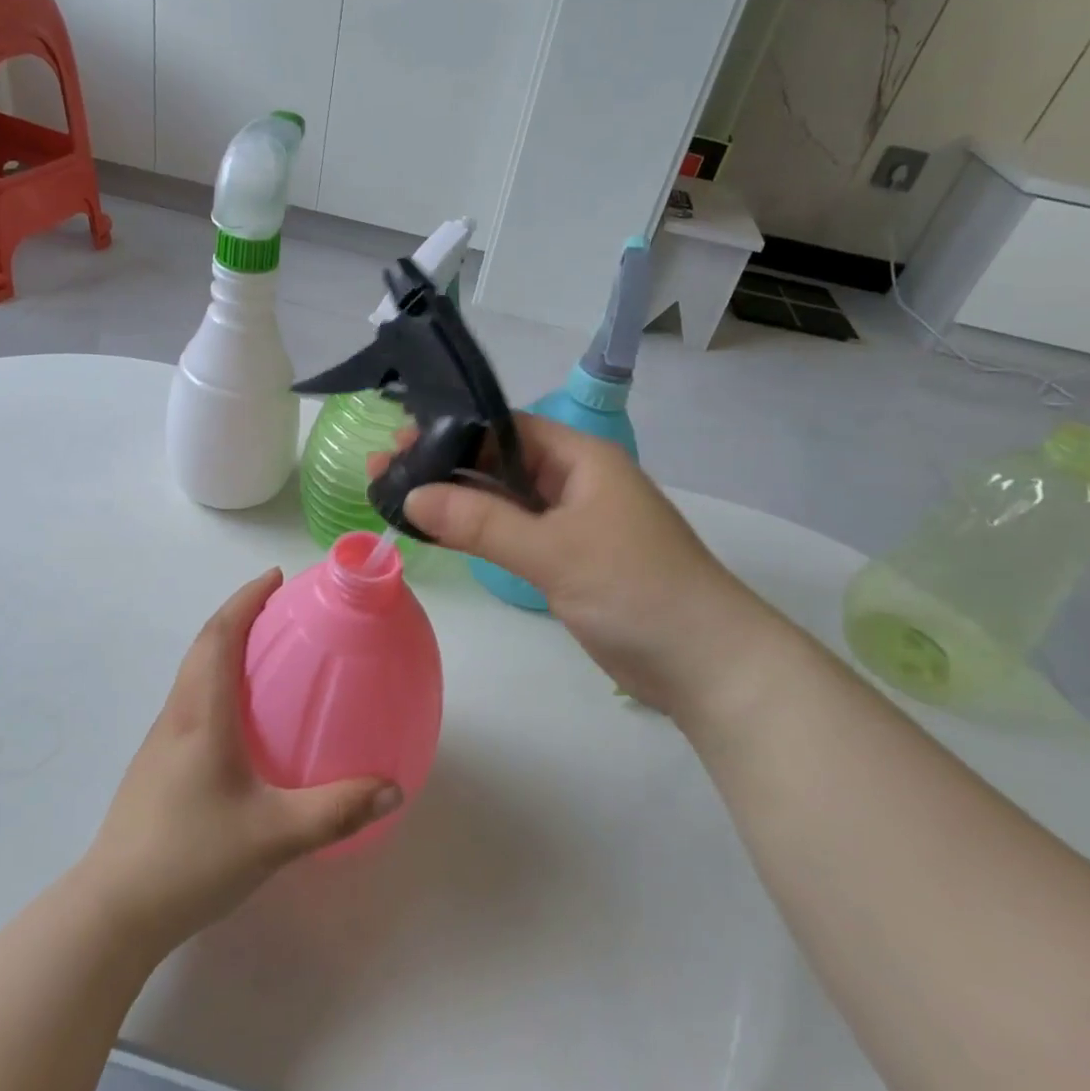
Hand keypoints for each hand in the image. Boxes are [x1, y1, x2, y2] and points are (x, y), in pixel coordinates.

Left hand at [75, 571, 402, 955]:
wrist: (113, 910)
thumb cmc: (190, 858)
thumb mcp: (273, 835)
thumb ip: (335, 810)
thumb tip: (393, 788)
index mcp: (201, 714)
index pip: (220, 636)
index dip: (246, 600)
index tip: (275, 577)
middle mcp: (177, 716)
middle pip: (203, 645)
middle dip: (238, 614)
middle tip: (278, 607)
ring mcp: (161, 741)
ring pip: (193, 673)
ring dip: (224, 646)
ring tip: (265, 651)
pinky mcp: (156, 766)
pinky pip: (191, 701)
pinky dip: (216, 681)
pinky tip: (241, 718)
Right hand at [403, 415, 772, 715]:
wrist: (705, 663)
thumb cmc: (636, 588)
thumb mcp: (554, 550)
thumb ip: (481, 522)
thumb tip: (412, 495)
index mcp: (581, 458)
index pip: (507, 427)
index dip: (454, 429)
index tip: (401, 439)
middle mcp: (574, 482)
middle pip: (499, 462)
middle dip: (445, 465)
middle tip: (384, 468)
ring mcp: (570, 523)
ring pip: (502, 501)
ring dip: (455, 500)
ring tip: (395, 495)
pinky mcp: (566, 560)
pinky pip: (512, 534)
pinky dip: (476, 532)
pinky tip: (436, 531)